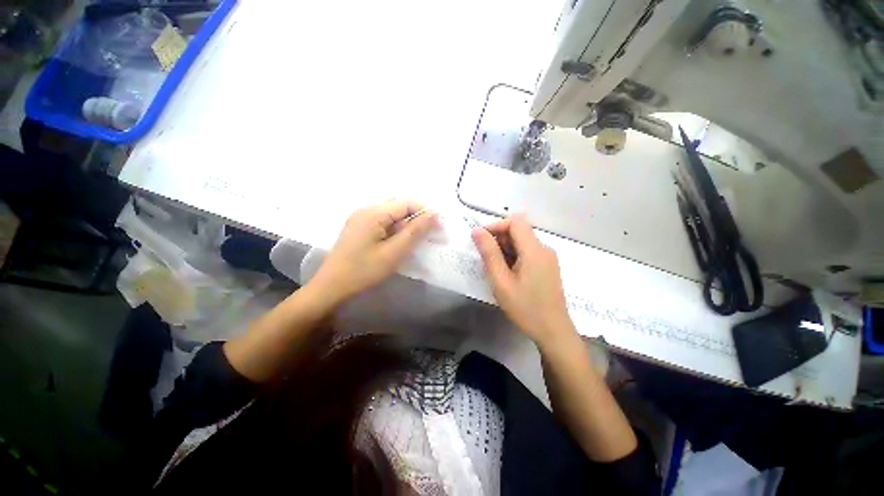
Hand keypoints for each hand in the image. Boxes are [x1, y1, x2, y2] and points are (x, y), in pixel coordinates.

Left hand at [311, 199, 436, 304]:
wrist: (332, 287)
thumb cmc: (364, 270)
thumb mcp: (394, 252)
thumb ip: (415, 231)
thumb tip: (434, 214)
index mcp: (373, 212)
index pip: (406, 202)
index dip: (425, 211)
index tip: (439, 226)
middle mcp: (366, 210)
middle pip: (399, 206)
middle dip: (417, 218)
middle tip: (430, 235)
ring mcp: (361, 218)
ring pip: (391, 215)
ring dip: (407, 225)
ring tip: (416, 241)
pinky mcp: (359, 228)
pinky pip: (383, 222)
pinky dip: (395, 230)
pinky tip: (399, 242)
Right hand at [472, 215, 574, 344]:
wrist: (553, 332)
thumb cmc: (525, 308)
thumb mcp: (501, 281)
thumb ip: (489, 254)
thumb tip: (477, 231)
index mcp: (534, 250)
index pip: (515, 221)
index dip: (496, 225)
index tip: (480, 239)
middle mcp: (544, 248)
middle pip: (519, 230)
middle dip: (499, 238)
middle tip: (485, 258)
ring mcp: (548, 257)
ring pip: (522, 241)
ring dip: (505, 248)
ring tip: (495, 269)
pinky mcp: (547, 266)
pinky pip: (528, 252)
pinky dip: (514, 256)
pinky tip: (507, 273)